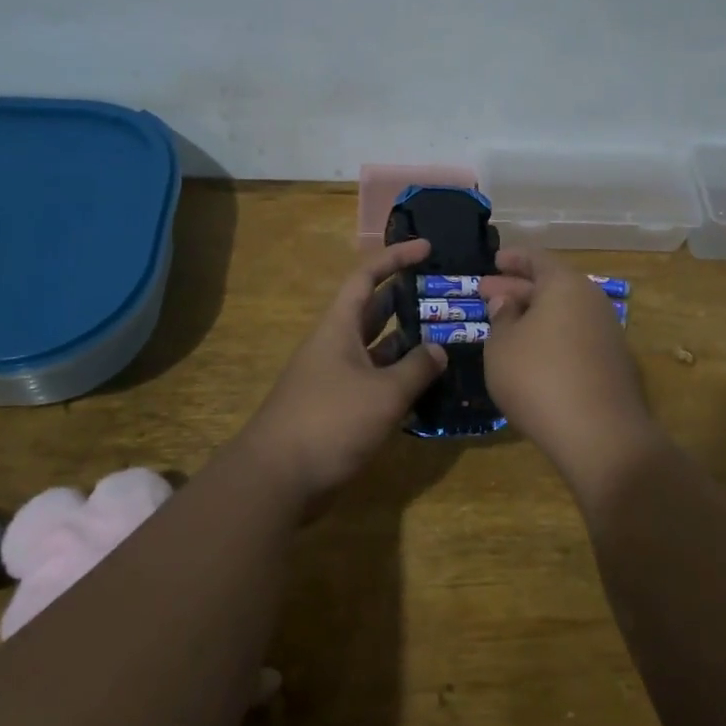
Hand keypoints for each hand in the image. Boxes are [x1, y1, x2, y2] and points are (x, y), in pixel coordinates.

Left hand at [235, 239, 446, 503]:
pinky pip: (375, 381)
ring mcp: (336, 377)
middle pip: (373, 309)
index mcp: (339, 327)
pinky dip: (399, 378)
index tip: (428, 248)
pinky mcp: (339, 407)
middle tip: (445, 294)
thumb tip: (439, 350)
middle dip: (407, 298)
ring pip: (377, 348)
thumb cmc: (330, 421)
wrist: (278, 478)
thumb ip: (416, 368)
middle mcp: (336, 345)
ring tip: (447, 336)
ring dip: (407, 342)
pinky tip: (428, 385)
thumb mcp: (383, 393)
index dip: (396, 257)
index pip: (367, 277)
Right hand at [480, 250, 661, 493]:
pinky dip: (550, 336)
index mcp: (565, 285)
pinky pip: (574, 336)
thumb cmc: (539, 378)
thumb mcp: (502, 346)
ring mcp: (607, 333)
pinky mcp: (612, 364)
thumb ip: (502, 318)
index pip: (537, 259)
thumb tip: (508, 302)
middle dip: (517, 288)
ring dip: (533, 315)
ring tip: (504, 324)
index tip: (494, 261)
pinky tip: (530, 353)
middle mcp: (591, 301)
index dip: (513, 259)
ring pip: (563, 313)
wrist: (599, 436)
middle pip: (551, 286)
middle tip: (486, 292)